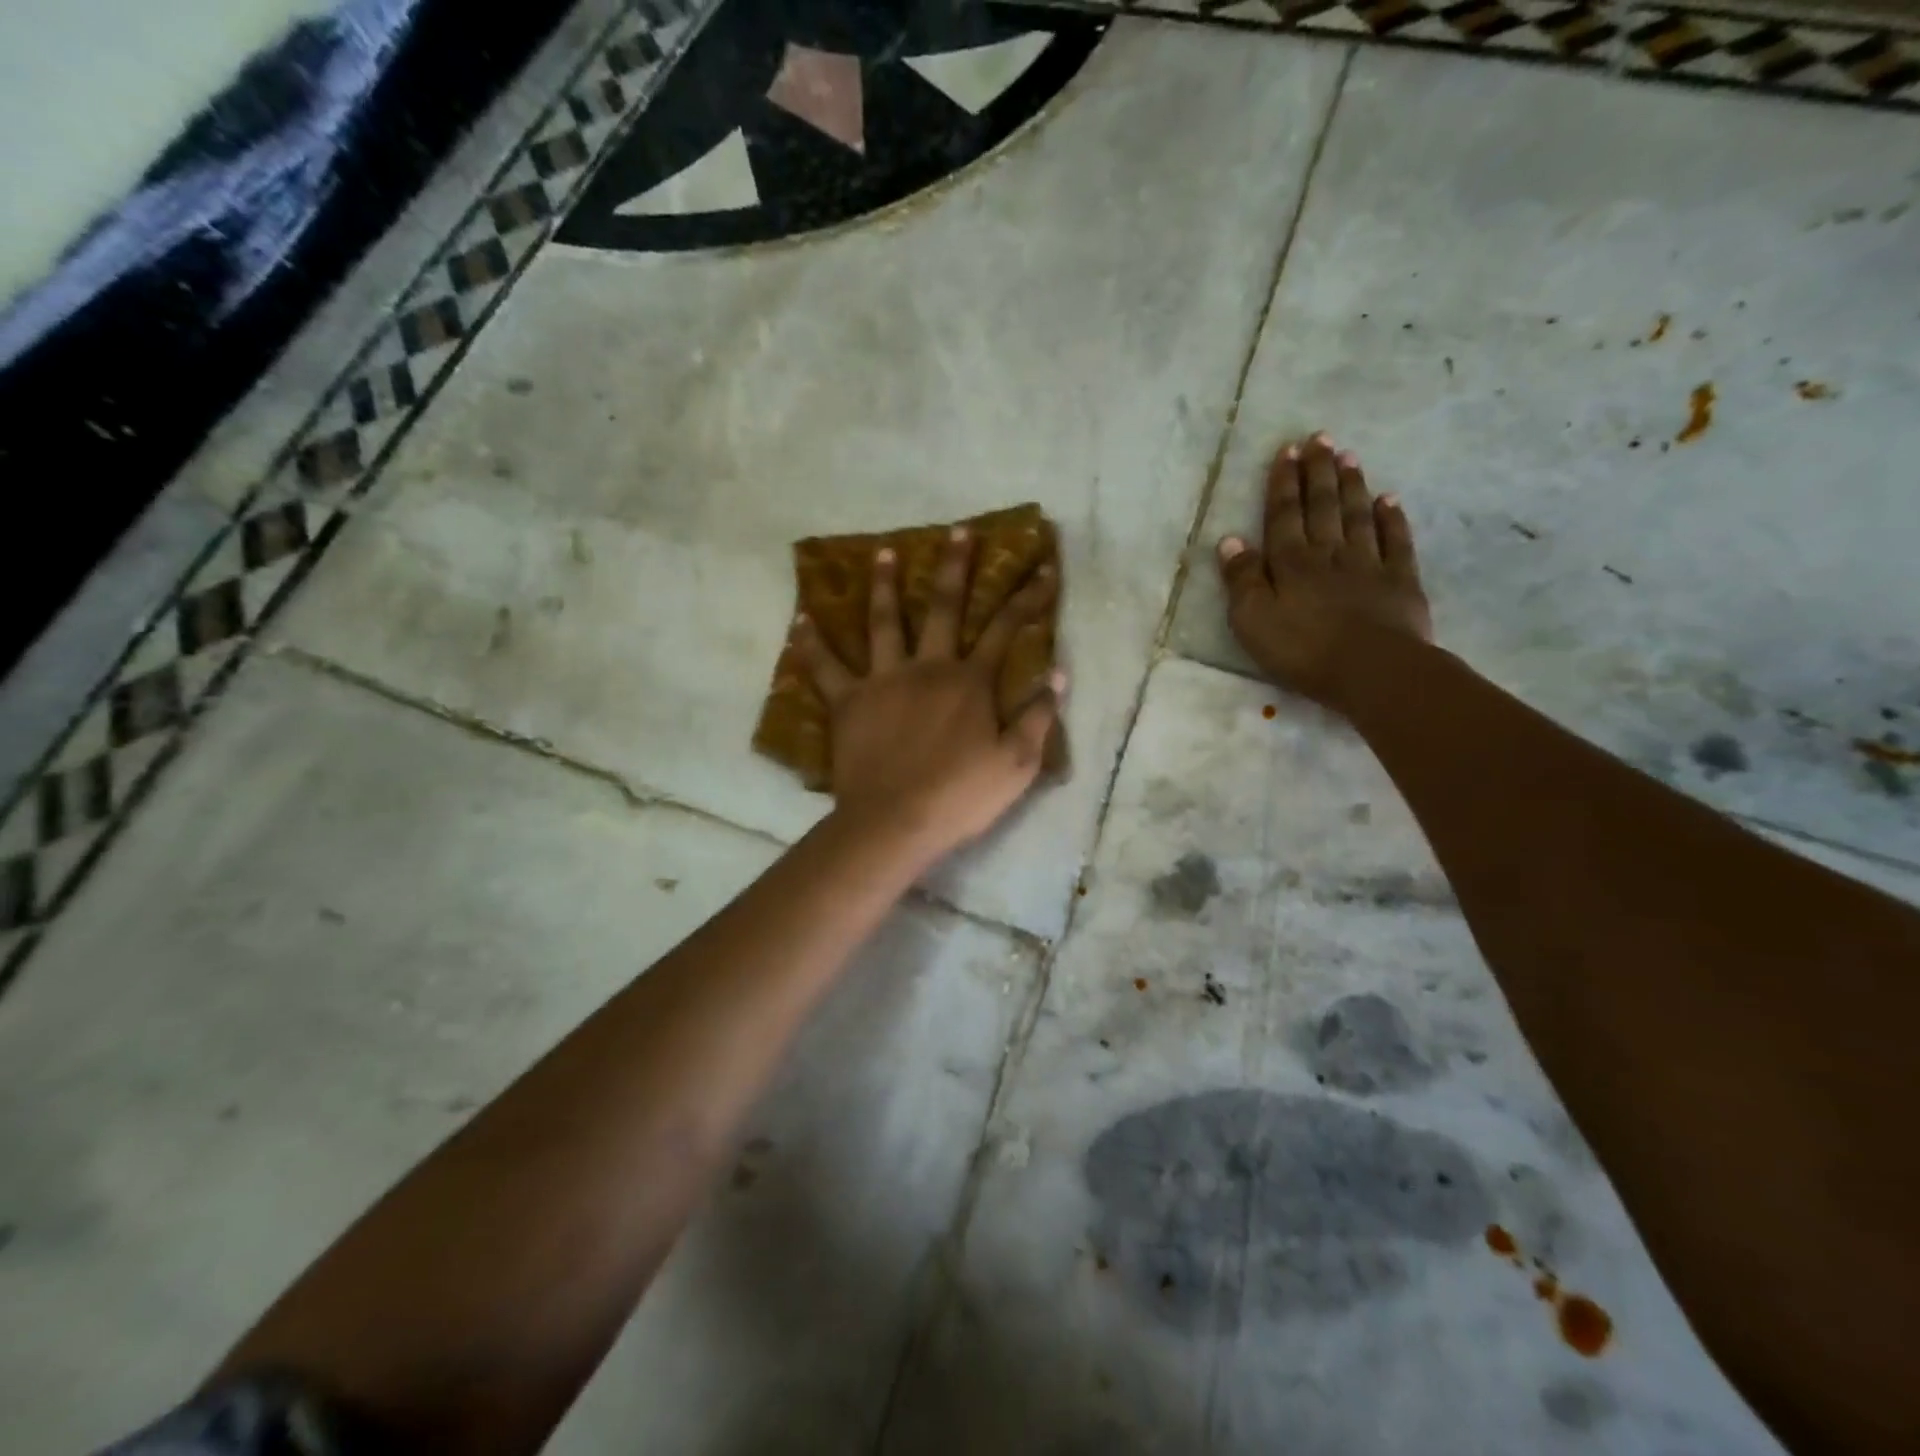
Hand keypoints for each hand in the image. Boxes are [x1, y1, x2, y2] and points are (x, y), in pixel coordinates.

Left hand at [793, 527, 1064, 859]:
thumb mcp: (1017, 764)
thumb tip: (1057, 675)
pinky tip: (801, 618)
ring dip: (886, 585)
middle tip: (959, 532)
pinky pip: (826, 666)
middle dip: (956, 568)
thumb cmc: (960, 796)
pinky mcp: (848, 701)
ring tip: (885, 553)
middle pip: (944, 608)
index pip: (1007, 629)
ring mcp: (884, 680)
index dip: (1028, 598)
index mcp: (971, 682)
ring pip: (885, 622)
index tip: (1042, 570)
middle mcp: (928, 668)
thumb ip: (1038, 717)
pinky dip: (812, 642)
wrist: (895, 822)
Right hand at [1218, 434, 1432, 708]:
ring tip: (1349, 457)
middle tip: (1319, 439)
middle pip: (1322, 506)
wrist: (1372, 670)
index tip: (1286, 451)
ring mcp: (1368, 565)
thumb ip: (1242, 580)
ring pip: (1358, 516)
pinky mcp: (1400, 582)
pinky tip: (1389, 499)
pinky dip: (1392, 518)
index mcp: (1290, 563)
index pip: (1283, 515)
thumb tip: (1231, 540)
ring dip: (1351, 486)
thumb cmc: (1302, 650)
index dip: (1283, 483)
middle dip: (1318, 472)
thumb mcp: (1252, 621)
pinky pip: (1396, 541)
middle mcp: (1329, 554)